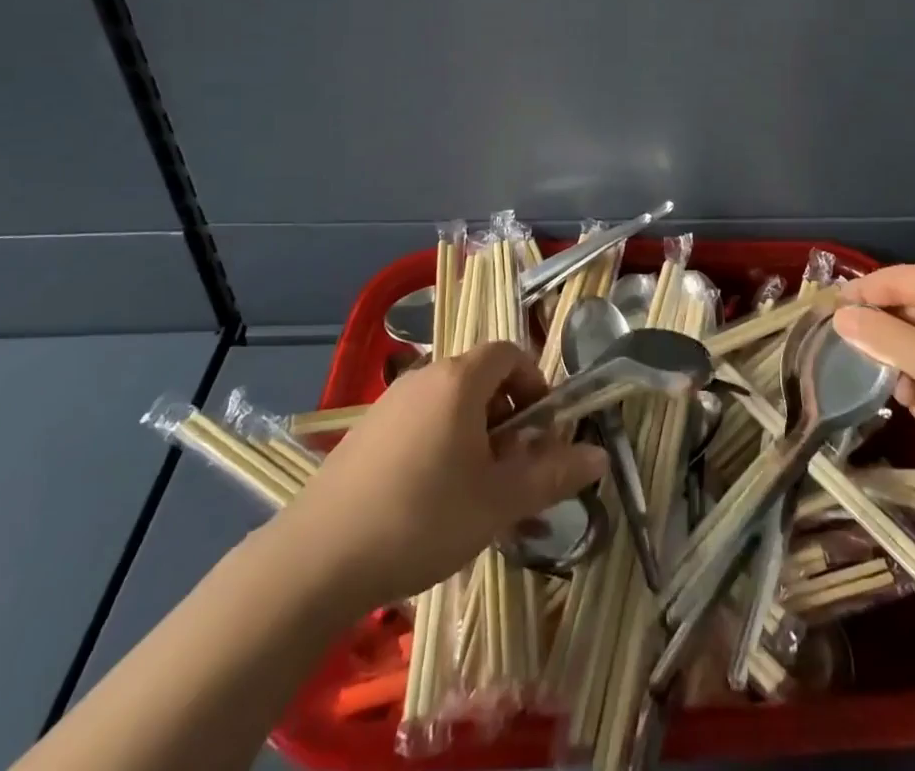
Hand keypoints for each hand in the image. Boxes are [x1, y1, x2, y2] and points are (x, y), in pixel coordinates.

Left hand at [275, 342, 605, 605]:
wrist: (315, 561)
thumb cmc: (422, 518)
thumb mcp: (499, 501)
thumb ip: (553, 474)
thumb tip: (600, 456)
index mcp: (459, 379)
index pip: (510, 353)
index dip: (535, 384)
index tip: (541, 432)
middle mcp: (424, 377)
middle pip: (481, 379)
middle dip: (508, 420)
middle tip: (513, 472)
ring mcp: (389, 405)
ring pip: (450, 407)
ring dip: (476, 439)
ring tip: (477, 496)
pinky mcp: (364, 435)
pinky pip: (419, 426)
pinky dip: (441, 449)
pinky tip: (433, 505)